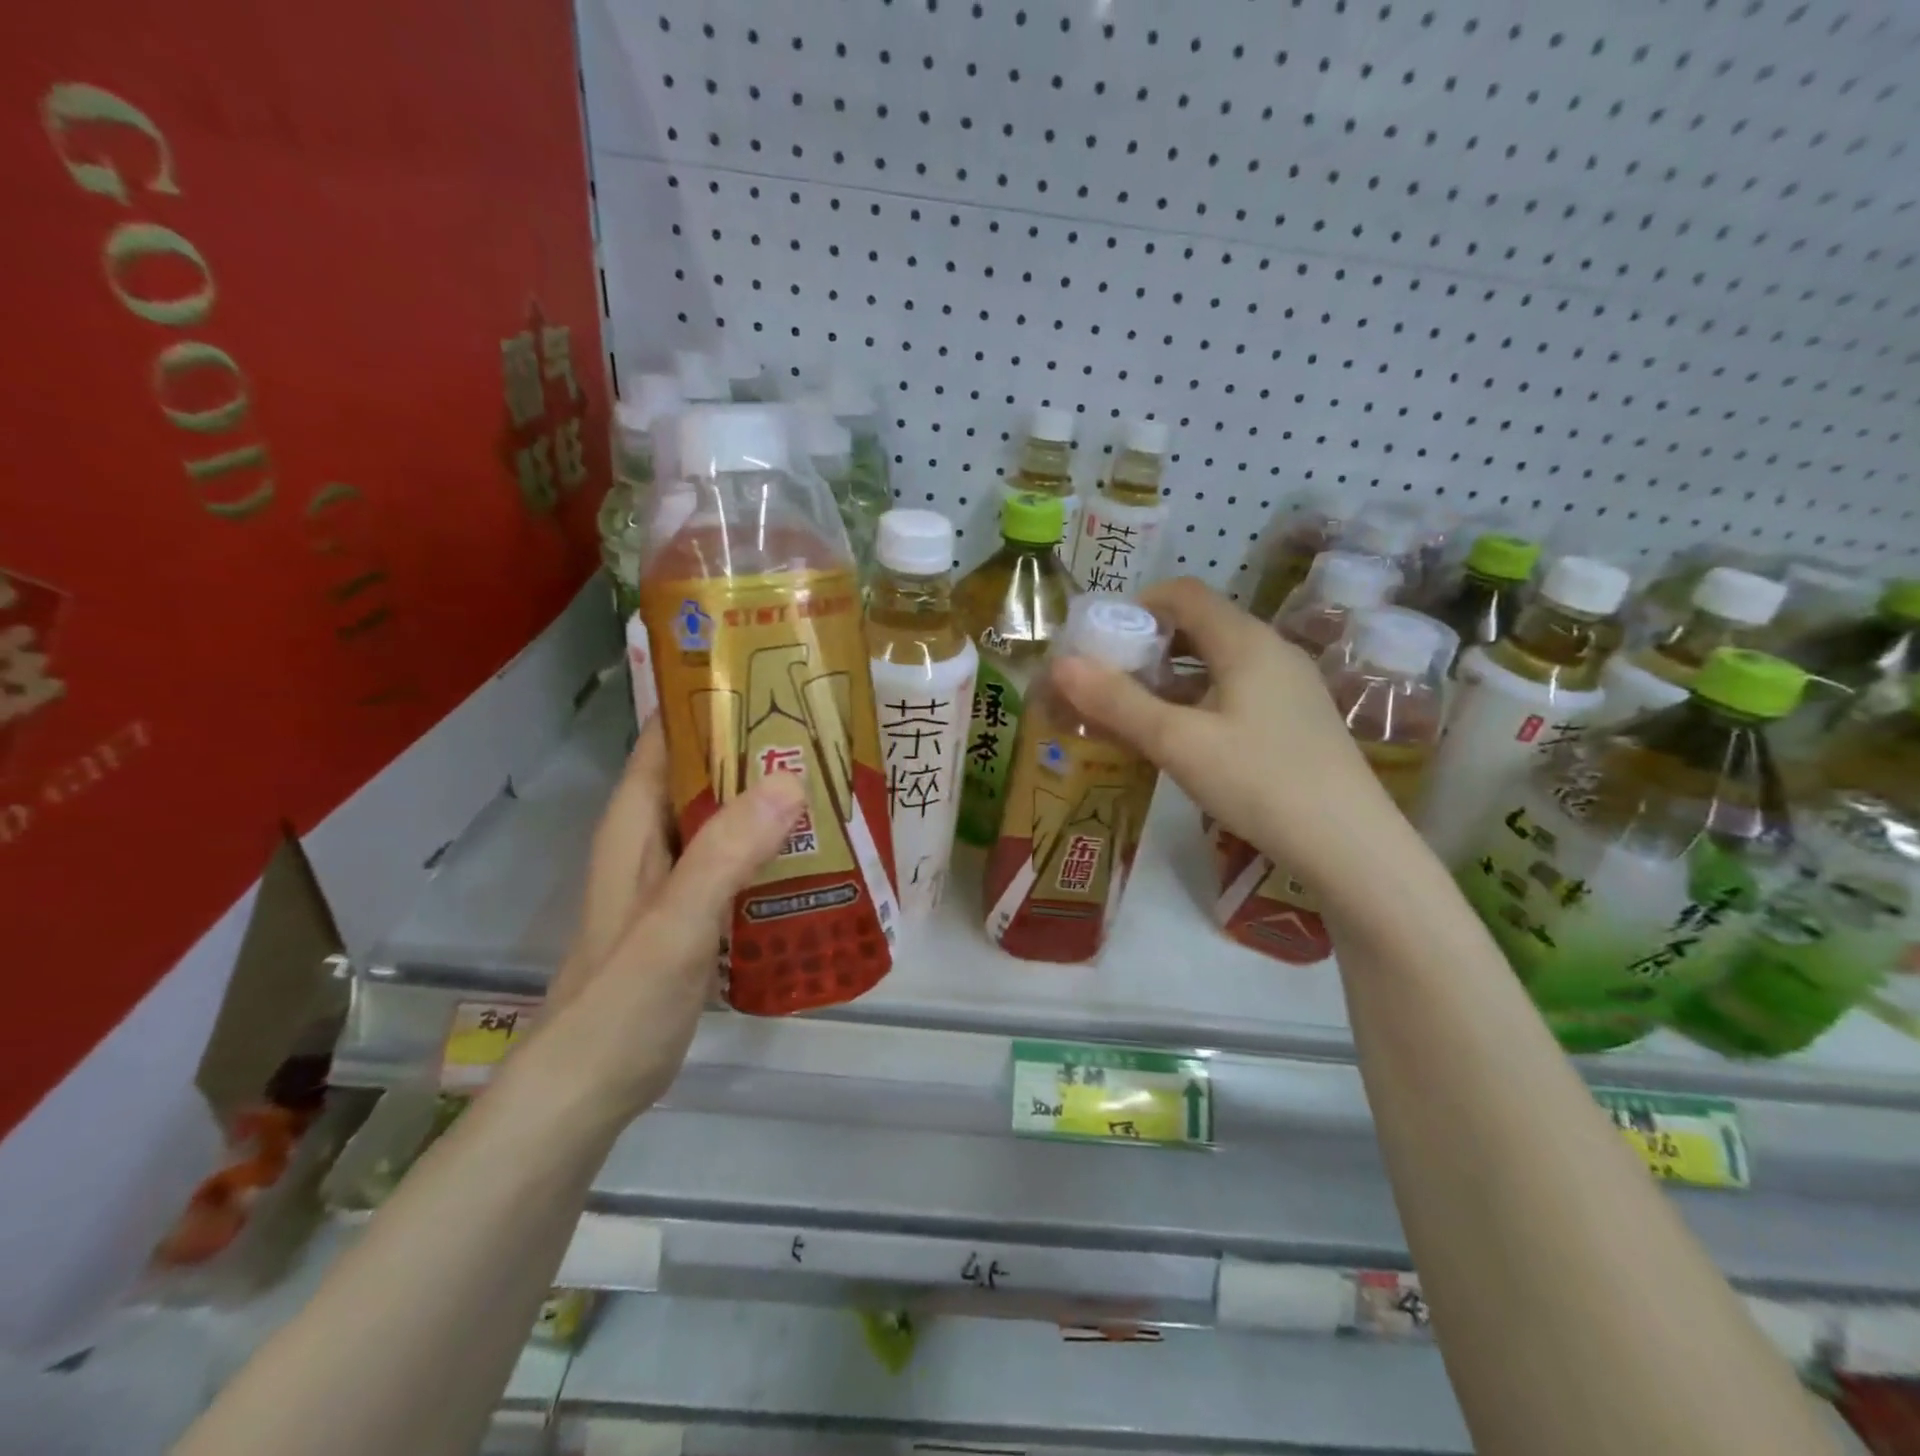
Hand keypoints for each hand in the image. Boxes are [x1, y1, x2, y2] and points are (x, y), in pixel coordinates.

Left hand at [527, 721, 805, 1121]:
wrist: (590, 1091)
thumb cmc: (621, 1003)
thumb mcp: (675, 925)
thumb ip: (725, 854)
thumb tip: (790, 778)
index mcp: (635, 823)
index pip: (668, 736)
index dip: (712, 699)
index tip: (774, 677)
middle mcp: (653, 838)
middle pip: (704, 771)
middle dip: (758, 746)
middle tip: (827, 727)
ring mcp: (674, 877)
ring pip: (725, 816)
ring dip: (770, 797)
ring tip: (835, 779)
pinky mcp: (694, 911)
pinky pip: (737, 859)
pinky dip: (772, 846)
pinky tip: (817, 851)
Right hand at [1051, 577, 1395, 876]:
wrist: (1350, 846)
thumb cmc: (1260, 782)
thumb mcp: (1178, 742)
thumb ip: (1118, 702)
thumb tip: (1060, 664)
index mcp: (1245, 641)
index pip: (1183, 593)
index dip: (1136, 606)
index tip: (1101, 640)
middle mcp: (1272, 651)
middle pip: (1200, 626)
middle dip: (1149, 646)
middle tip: (1109, 680)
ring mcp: (1290, 686)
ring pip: (1218, 662)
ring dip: (1172, 677)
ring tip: (1136, 712)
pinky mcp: (1296, 719)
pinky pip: (1236, 691)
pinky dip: (1199, 700)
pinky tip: (1182, 739)